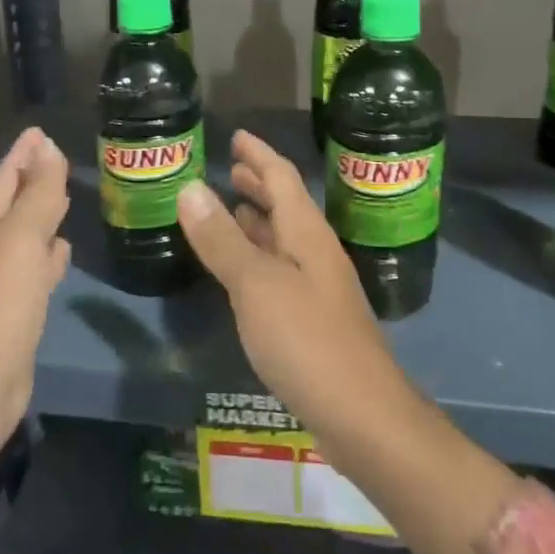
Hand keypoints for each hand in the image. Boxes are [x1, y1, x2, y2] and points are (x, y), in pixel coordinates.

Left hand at [0, 127, 69, 461]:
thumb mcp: (21, 240)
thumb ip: (38, 193)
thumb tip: (48, 147)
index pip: (6, 176)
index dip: (24, 153)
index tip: (41, 130)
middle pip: (15, 201)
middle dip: (35, 177)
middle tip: (62, 157)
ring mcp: (2, 278)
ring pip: (28, 233)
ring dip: (45, 214)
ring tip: (69, 195)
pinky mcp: (17, 306)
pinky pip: (37, 266)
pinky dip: (50, 253)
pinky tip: (65, 249)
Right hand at [176, 130, 409, 436]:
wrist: (363, 416)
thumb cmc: (307, 340)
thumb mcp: (256, 285)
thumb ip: (223, 238)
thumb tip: (191, 187)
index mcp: (307, 234)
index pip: (282, 177)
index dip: (259, 155)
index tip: (236, 136)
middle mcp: (316, 253)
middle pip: (286, 206)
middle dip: (259, 184)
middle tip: (230, 169)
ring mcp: (318, 288)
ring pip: (284, 239)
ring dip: (258, 220)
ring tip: (231, 209)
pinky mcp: (314, 321)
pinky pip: (280, 271)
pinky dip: (258, 257)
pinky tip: (243, 271)